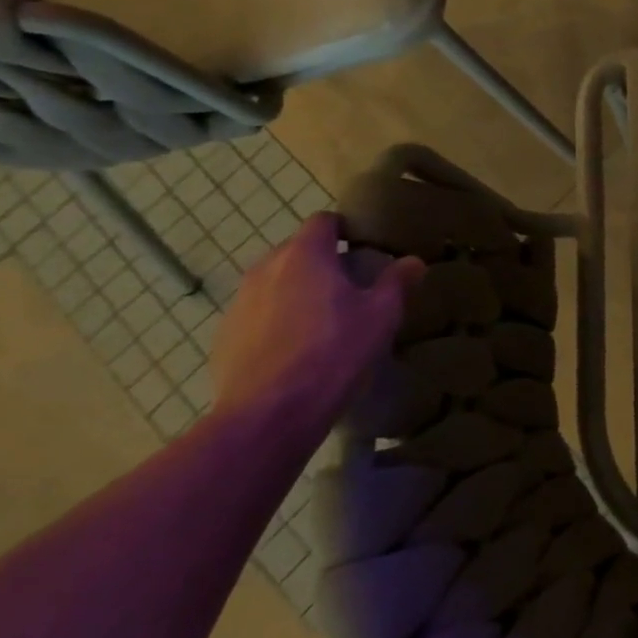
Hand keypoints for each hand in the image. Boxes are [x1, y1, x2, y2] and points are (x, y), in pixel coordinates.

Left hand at [208, 213, 423, 438]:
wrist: (269, 414)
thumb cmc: (333, 352)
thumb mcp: (380, 316)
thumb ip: (396, 282)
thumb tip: (413, 262)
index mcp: (305, 255)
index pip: (323, 222)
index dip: (345, 229)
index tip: (364, 248)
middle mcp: (266, 269)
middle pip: (297, 251)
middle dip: (322, 262)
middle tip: (350, 288)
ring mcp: (239, 302)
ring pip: (275, 283)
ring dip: (297, 292)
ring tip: (323, 322)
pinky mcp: (224, 336)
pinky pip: (258, 314)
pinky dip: (276, 321)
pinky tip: (296, 351)